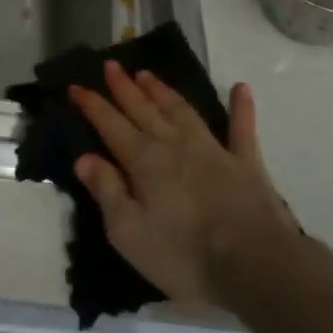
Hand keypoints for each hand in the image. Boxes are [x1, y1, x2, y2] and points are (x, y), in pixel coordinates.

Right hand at [69, 63, 305, 310]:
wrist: (256, 266)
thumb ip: (106, 191)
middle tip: (111, 66)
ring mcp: (212, 150)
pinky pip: (242, 128)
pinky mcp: (246, 163)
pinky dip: (241, 107)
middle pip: (143, 109)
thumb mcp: (128, 233)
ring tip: (147, 74)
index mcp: (144, 161)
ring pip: (181, 111)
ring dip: (163, 91)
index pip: (110, 125)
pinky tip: (240, 88)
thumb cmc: (184, 255)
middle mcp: (174, 145)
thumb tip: (84, 158)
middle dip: (124, 87)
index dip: (92, 105)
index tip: (75, 86)